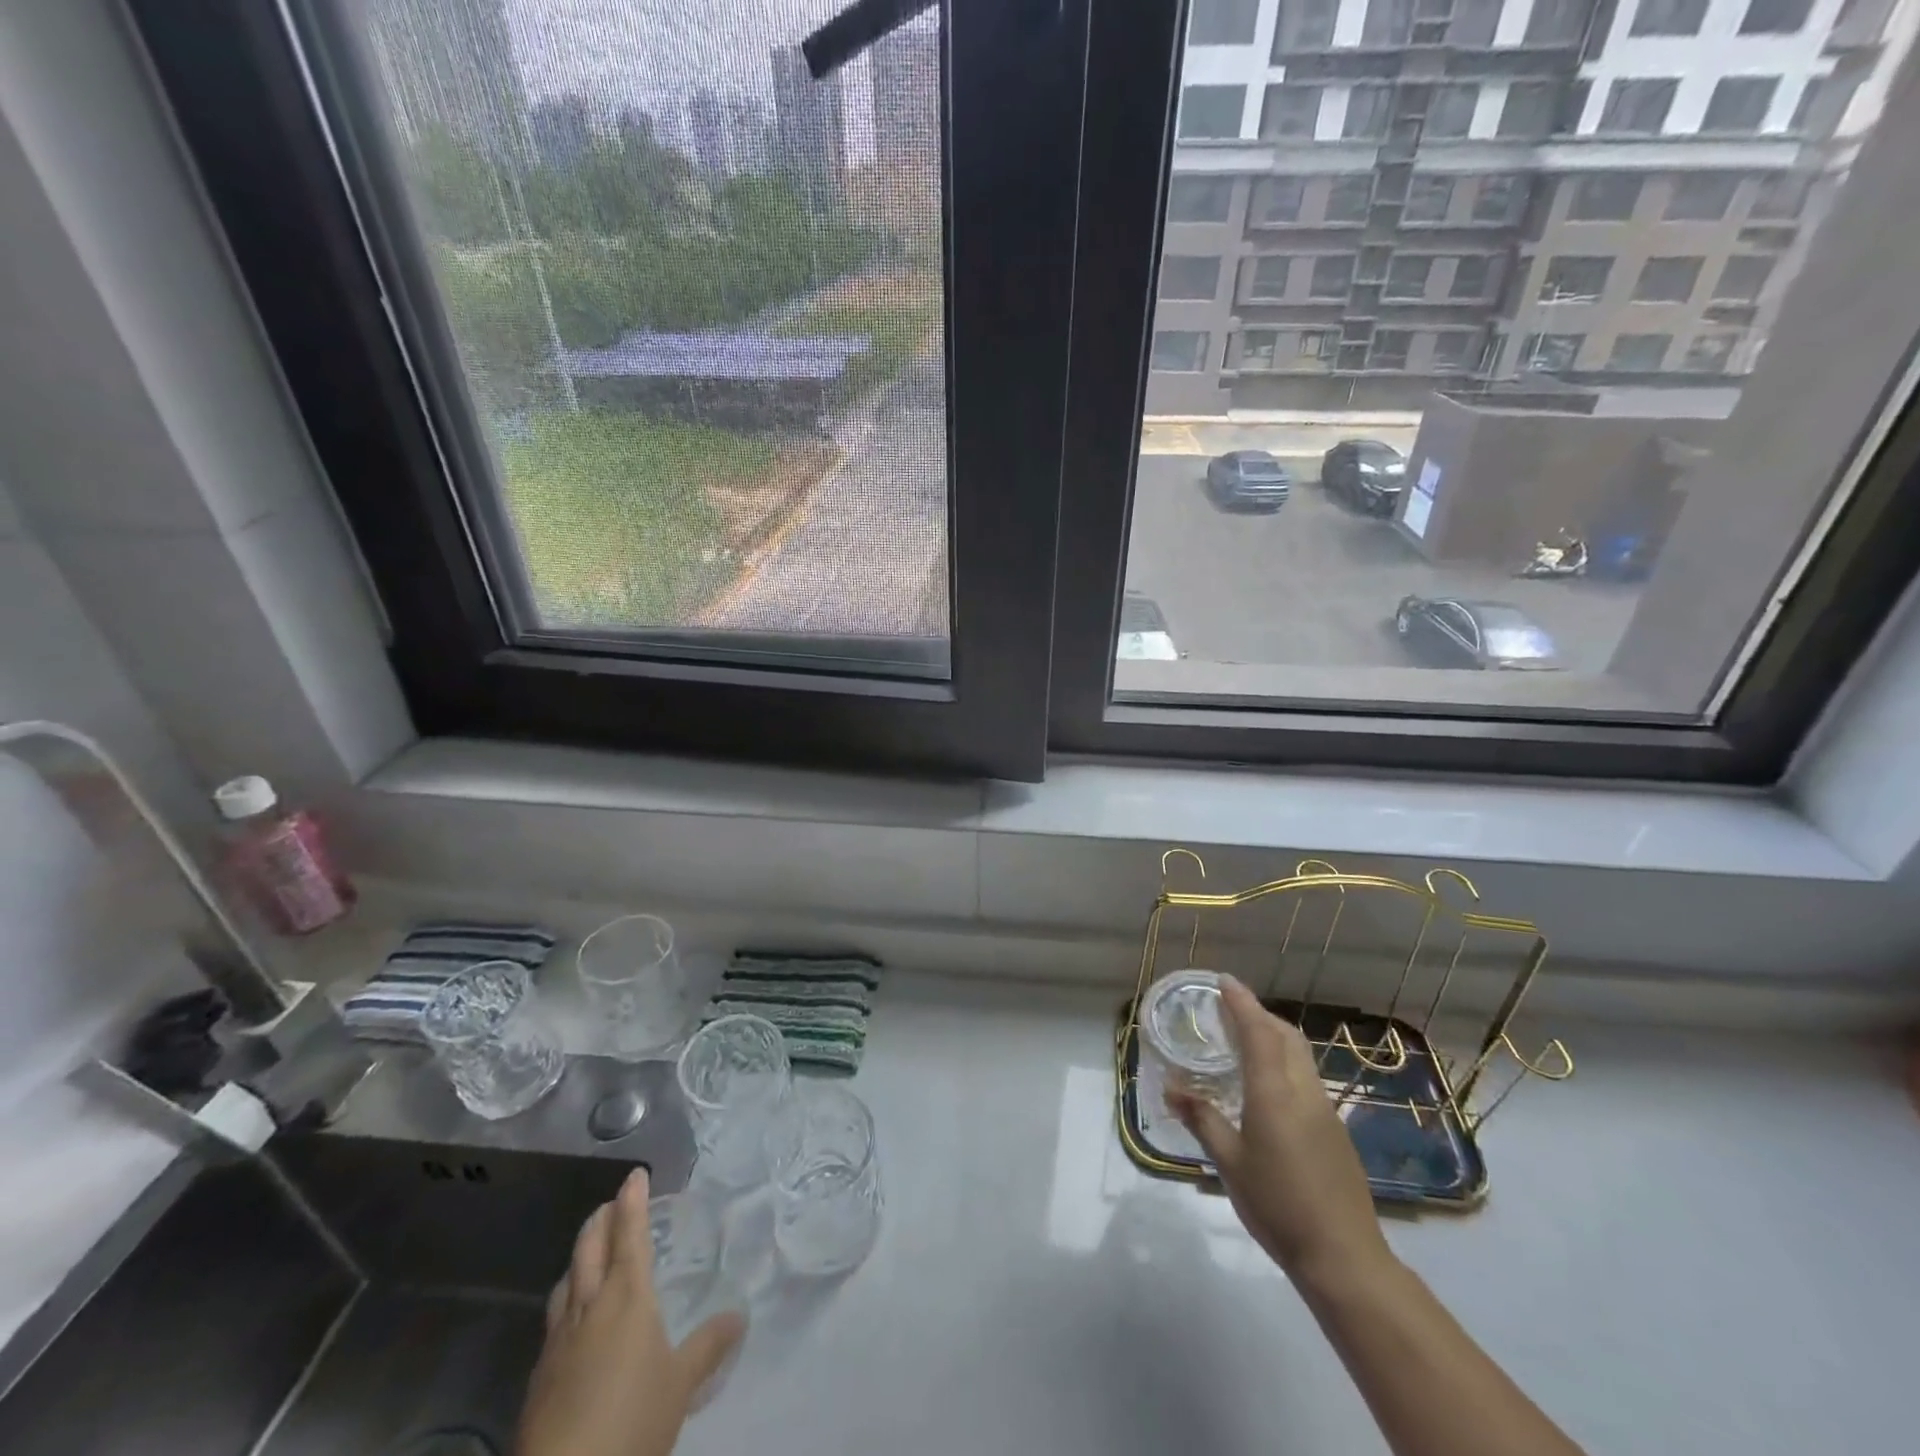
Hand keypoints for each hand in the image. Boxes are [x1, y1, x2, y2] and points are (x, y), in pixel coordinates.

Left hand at [518, 1168, 745, 1455]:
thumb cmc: (631, 1420)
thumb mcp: (681, 1384)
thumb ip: (708, 1345)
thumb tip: (739, 1315)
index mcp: (626, 1297)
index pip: (629, 1235)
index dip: (632, 1201)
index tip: (635, 1174)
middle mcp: (589, 1307)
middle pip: (589, 1249)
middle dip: (600, 1220)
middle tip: (612, 1204)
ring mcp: (558, 1342)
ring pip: (565, 1283)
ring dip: (579, 1258)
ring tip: (590, 1254)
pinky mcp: (538, 1377)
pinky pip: (555, 1320)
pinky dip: (568, 1300)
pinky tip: (573, 1321)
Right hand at [1167, 976, 1390, 1286]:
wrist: (1345, 1258)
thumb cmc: (1278, 1206)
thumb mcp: (1229, 1163)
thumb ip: (1202, 1119)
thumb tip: (1171, 1087)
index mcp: (1275, 1093)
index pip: (1258, 1031)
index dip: (1241, 1002)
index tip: (1223, 980)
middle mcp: (1304, 1091)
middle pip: (1286, 1035)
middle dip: (1259, 1014)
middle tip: (1229, 1009)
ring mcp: (1325, 1110)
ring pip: (1300, 1055)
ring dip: (1273, 1036)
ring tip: (1243, 1040)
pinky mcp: (1335, 1130)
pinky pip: (1306, 1077)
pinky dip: (1284, 1062)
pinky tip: (1267, 1085)